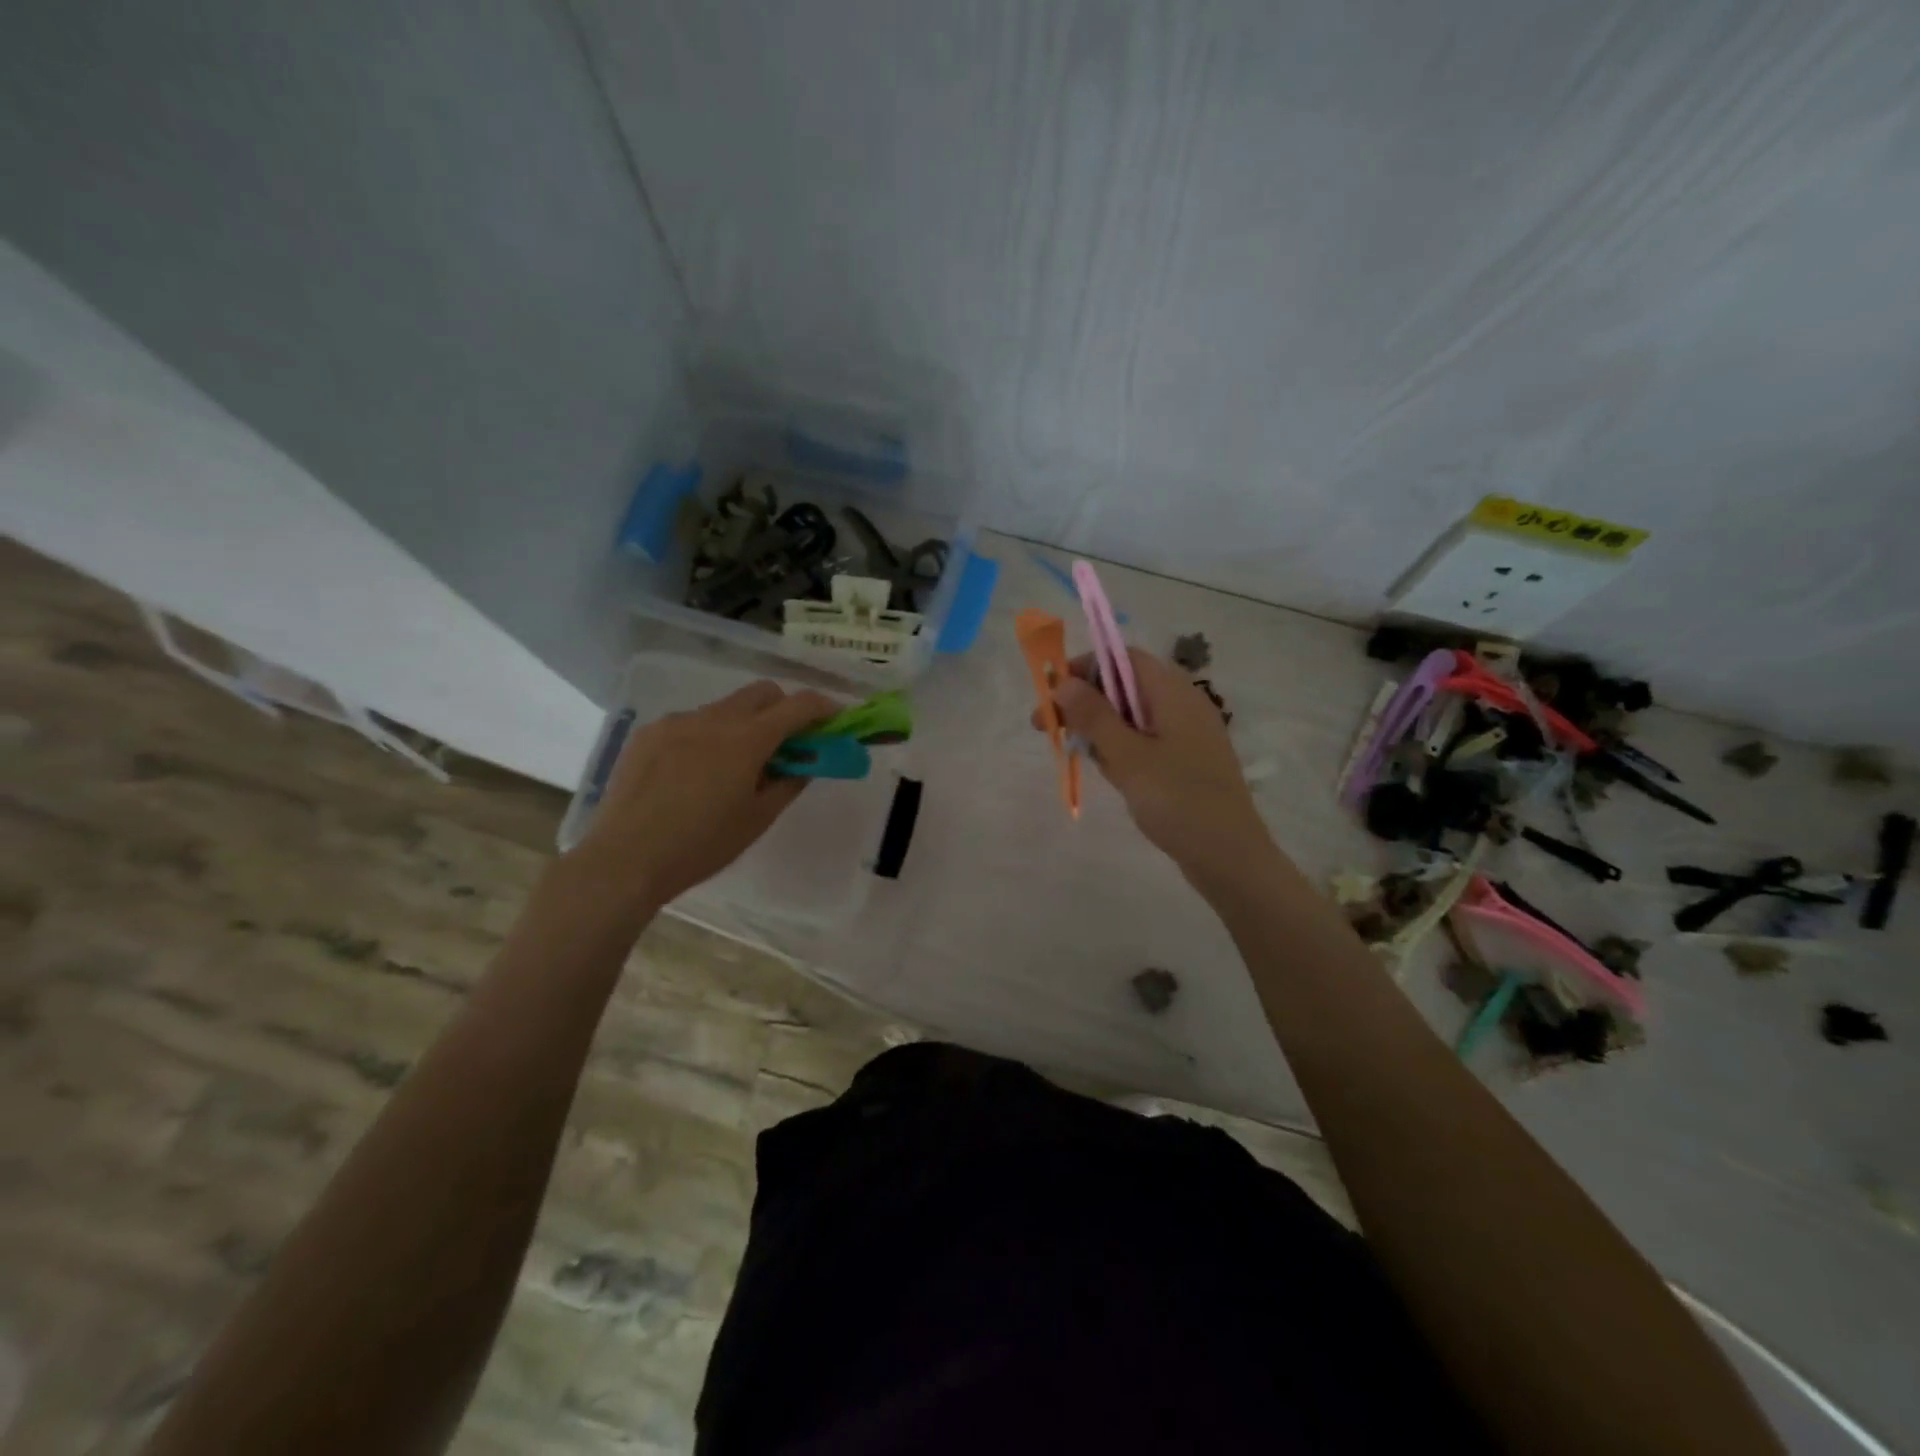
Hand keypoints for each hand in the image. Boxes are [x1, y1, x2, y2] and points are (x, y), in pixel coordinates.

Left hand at [566, 680, 837, 918]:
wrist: (626, 858)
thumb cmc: (702, 845)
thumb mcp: (758, 819)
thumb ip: (789, 782)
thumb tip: (806, 763)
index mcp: (747, 739)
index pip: (799, 706)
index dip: (823, 708)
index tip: (834, 720)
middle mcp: (714, 718)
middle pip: (762, 692)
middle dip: (782, 708)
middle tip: (785, 743)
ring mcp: (677, 722)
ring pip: (724, 707)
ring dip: (743, 724)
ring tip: (732, 767)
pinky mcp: (649, 733)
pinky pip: (690, 723)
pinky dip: (706, 736)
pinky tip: (692, 773)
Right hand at [1041, 649, 1276, 878]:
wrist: (1229, 856)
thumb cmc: (1177, 800)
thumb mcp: (1126, 756)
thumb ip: (1093, 716)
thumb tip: (1063, 682)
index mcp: (1172, 692)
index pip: (1122, 658)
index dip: (1083, 668)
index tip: (1051, 695)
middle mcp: (1183, 703)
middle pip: (1124, 686)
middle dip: (1085, 704)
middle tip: (1048, 730)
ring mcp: (1187, 733)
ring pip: (1132, 716)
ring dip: (1101, 730)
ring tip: (1081, 757)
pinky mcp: (1187, 759)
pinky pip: (1146, 740)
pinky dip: (1122, 750)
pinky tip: (1113, 776)